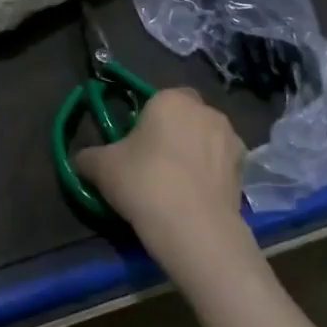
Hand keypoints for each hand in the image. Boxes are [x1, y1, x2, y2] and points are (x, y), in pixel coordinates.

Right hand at [75, 88, 245, 245]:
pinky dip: (208, 177)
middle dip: (173, 133)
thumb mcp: (101, 167)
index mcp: (172, 99)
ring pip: (206, 141)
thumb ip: (87, 156)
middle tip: (151, 163)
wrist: (194, 228)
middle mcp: (207, 112)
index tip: (133, 144)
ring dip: (194, 155)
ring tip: (174, 186)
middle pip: (185, 117)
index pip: (158, 98)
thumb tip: (81, 159)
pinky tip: (192, 200)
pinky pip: (219, 167)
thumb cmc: (144, 182)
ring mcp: (232, 141)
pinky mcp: (245, 172)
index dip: (146, 119)